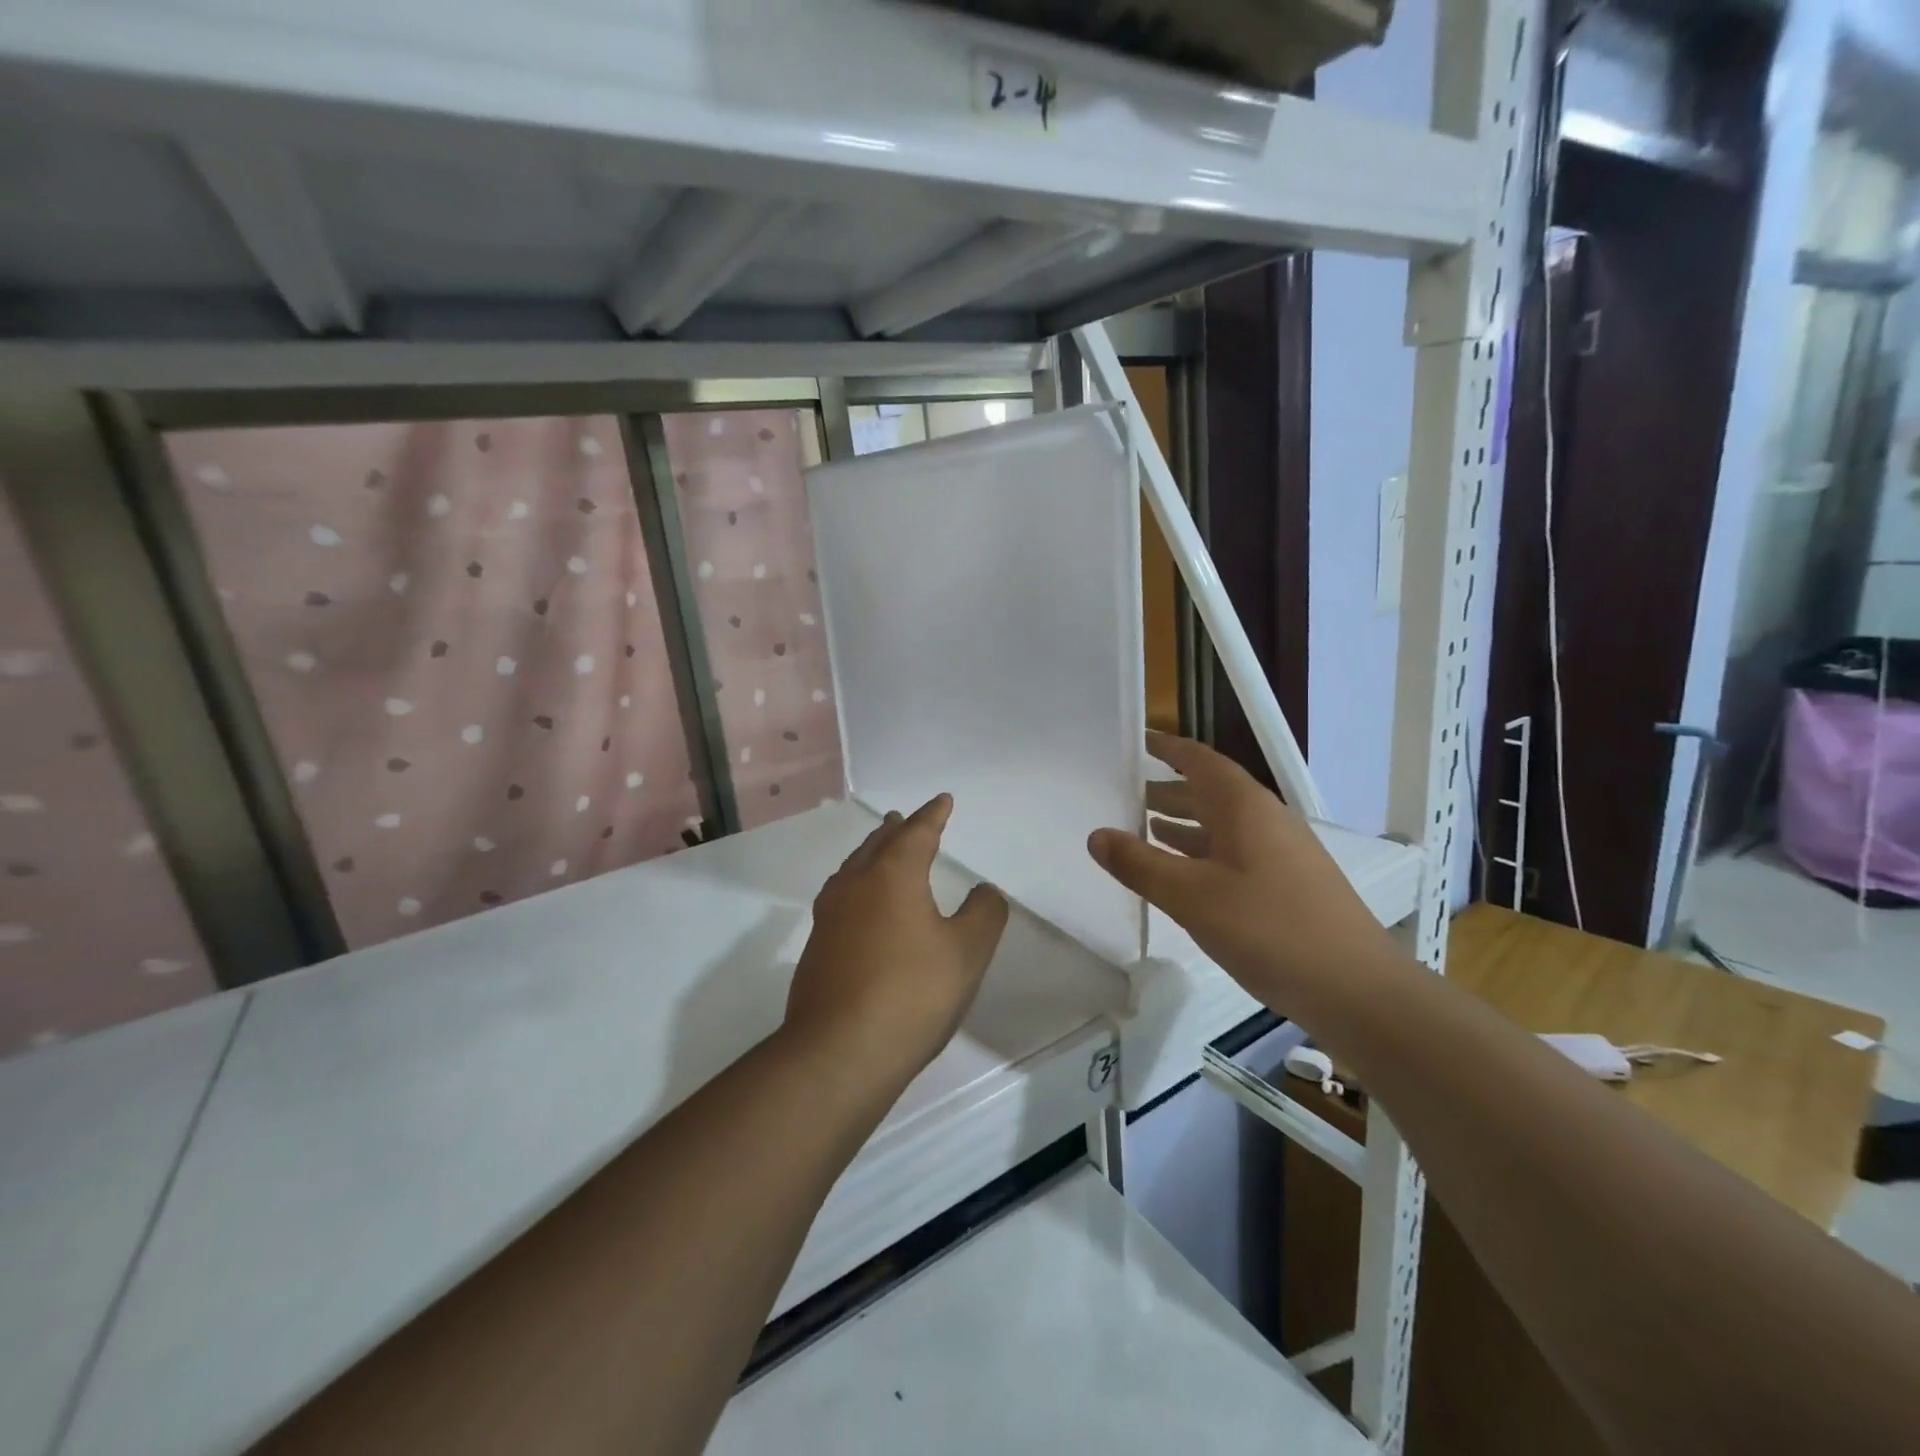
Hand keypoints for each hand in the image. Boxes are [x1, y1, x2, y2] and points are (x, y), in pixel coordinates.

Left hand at [784, 795, 1009, 1089]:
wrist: (839, 1051)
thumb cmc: (912, 993)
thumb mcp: (967, 953)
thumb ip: (984, 913)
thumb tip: (984, 891)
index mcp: (893, 875)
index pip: (917, 833)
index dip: (933, 815)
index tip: (943, 801)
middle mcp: (855, 885)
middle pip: (877, 845)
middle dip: (896, 831)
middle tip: (904, 819)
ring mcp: (829, 917)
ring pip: (853, 870)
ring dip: (871, 854)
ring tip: (880, 851)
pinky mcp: (817, 948)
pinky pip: (840, 897)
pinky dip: (857, 885)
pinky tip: (860, 905)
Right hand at [1087, 734, 1398, 1010]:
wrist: (1357, 989)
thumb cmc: (1270, 930)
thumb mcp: (1191, 897)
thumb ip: (1140, 864)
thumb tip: (1096, 835)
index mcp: (1244, 807)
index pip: (1199, 760)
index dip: (1167, 747)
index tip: (1136, 740)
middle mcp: (1265, 819)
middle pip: (1210, 791)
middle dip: (1168, 789)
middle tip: (1125, 793)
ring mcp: (1282, 852)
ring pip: (1222, 824)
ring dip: (1183, 822)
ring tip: (1143, 827)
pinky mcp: (1289, 883)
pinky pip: (1234, 851)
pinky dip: (1202, 852)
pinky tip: (1184, 874)